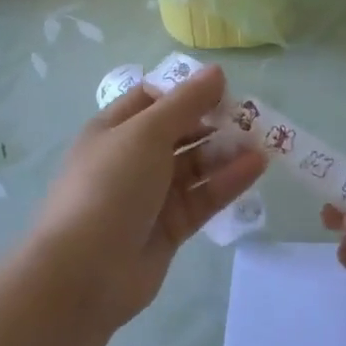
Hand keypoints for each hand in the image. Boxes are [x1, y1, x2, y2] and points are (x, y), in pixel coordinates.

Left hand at [31, 65, 265, 328]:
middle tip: (253, 117)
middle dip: (213, 122)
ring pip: (195, 166)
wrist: (83, 274)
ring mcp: (151, 195)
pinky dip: (228, 182)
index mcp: (114, 129)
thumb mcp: (146, 133)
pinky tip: (256, 167)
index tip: (223, 89)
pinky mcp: (170, 227)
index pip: (154, 99)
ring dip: (226, 152)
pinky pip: (203, 197)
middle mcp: (131, 159)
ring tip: (263, 142)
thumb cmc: (109, 187)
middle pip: (179, 132)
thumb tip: (216, 72)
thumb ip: (186, 102)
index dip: (186, 91)